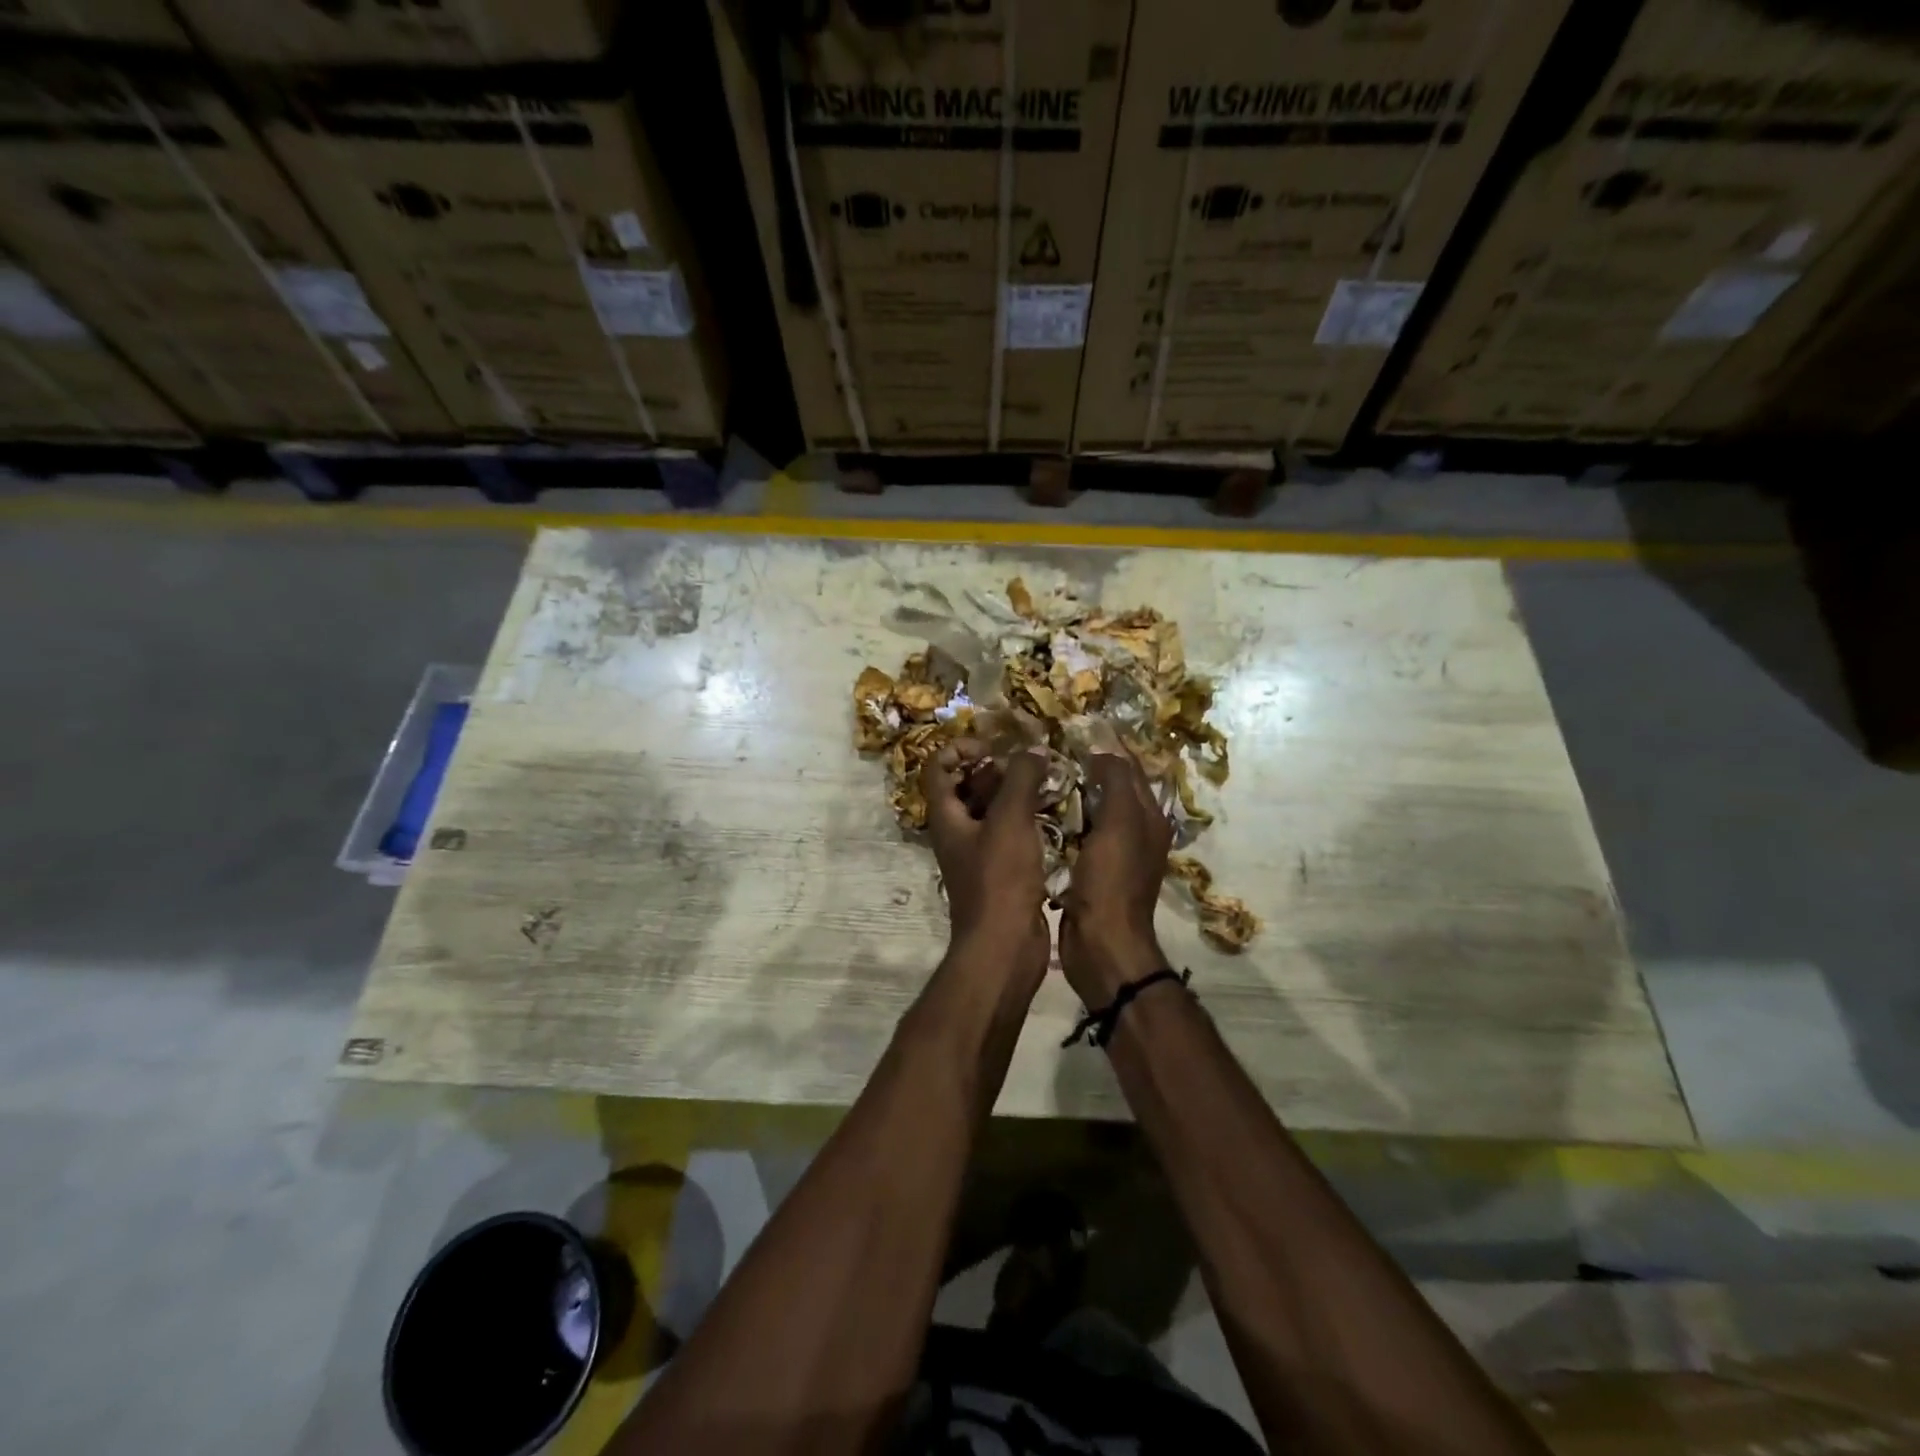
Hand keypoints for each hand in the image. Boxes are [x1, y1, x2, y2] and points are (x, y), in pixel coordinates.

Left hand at [921, 739, 1050, 986]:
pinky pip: (1010, 834)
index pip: (938, 767)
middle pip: (967, 786)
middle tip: (1031, 765)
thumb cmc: (1000, 878)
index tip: (994, 750)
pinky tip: (1056, 815)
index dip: (961, 749)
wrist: (1005, 945)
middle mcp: (957, 831)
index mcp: (946, 816)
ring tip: (1050, 783)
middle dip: (997, 769)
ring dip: (1016, 794)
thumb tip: (1033, 750)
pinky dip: (1028, 820)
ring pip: (992, 810)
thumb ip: (1021, 779)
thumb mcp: (1010, 820)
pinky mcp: (1000, 871)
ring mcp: (978, 853)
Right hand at [1060, 748, 1172, 1005]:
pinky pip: (1074, 834)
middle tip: (1049, 746)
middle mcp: (1134, 831)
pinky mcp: (1088, 870)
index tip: (1076, 726)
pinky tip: (1036, 810)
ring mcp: (1111, 852)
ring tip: (1038, 772)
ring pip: (1089, 810)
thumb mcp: (1117, 826)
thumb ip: (1114, 785)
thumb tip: (1104, 751)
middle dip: (1085, 766)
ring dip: (1069, 792)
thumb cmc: (1111, 883)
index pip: (1131, 768)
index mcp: (1148, 817)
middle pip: (1110, 787)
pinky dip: (1060, 819)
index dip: (1109, 746)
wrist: (1101, 945)